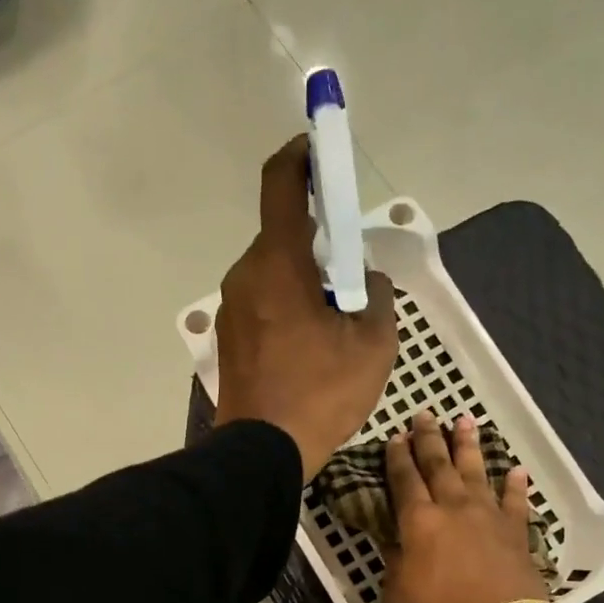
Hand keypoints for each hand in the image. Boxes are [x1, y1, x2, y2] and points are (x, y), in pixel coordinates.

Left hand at [213, 136, 396, 480]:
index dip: (302, 155)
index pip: (282, 183)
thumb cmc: (321, 394)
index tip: (319, 149)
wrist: (262, 453)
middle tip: (348, 281)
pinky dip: (285, 311)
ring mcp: (231, 310)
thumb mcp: (373, 344)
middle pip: (282, 238)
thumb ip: (375, 296)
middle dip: (317, 247)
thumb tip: (362, 281)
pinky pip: (261, 308)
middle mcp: (245, 275)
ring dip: (302, 284)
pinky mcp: (228, 341)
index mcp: (279, 262)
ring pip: (271, 276)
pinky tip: (307, 350)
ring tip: (332, 327)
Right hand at [384, 411, 551, 602]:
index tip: (395, 437)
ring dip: (469, 447)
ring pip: (476, 472)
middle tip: (425, 415)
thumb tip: (397, 543)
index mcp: (418, 522)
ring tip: (465, 422)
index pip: (404, 480)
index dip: (397, 457)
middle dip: (430, 439)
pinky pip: (515, 501)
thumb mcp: (397, 595)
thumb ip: (396, 563)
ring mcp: (489, 517)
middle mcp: (454, 509)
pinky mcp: (517, 533)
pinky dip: (514, 484)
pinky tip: (514, 470)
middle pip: (439, 465)